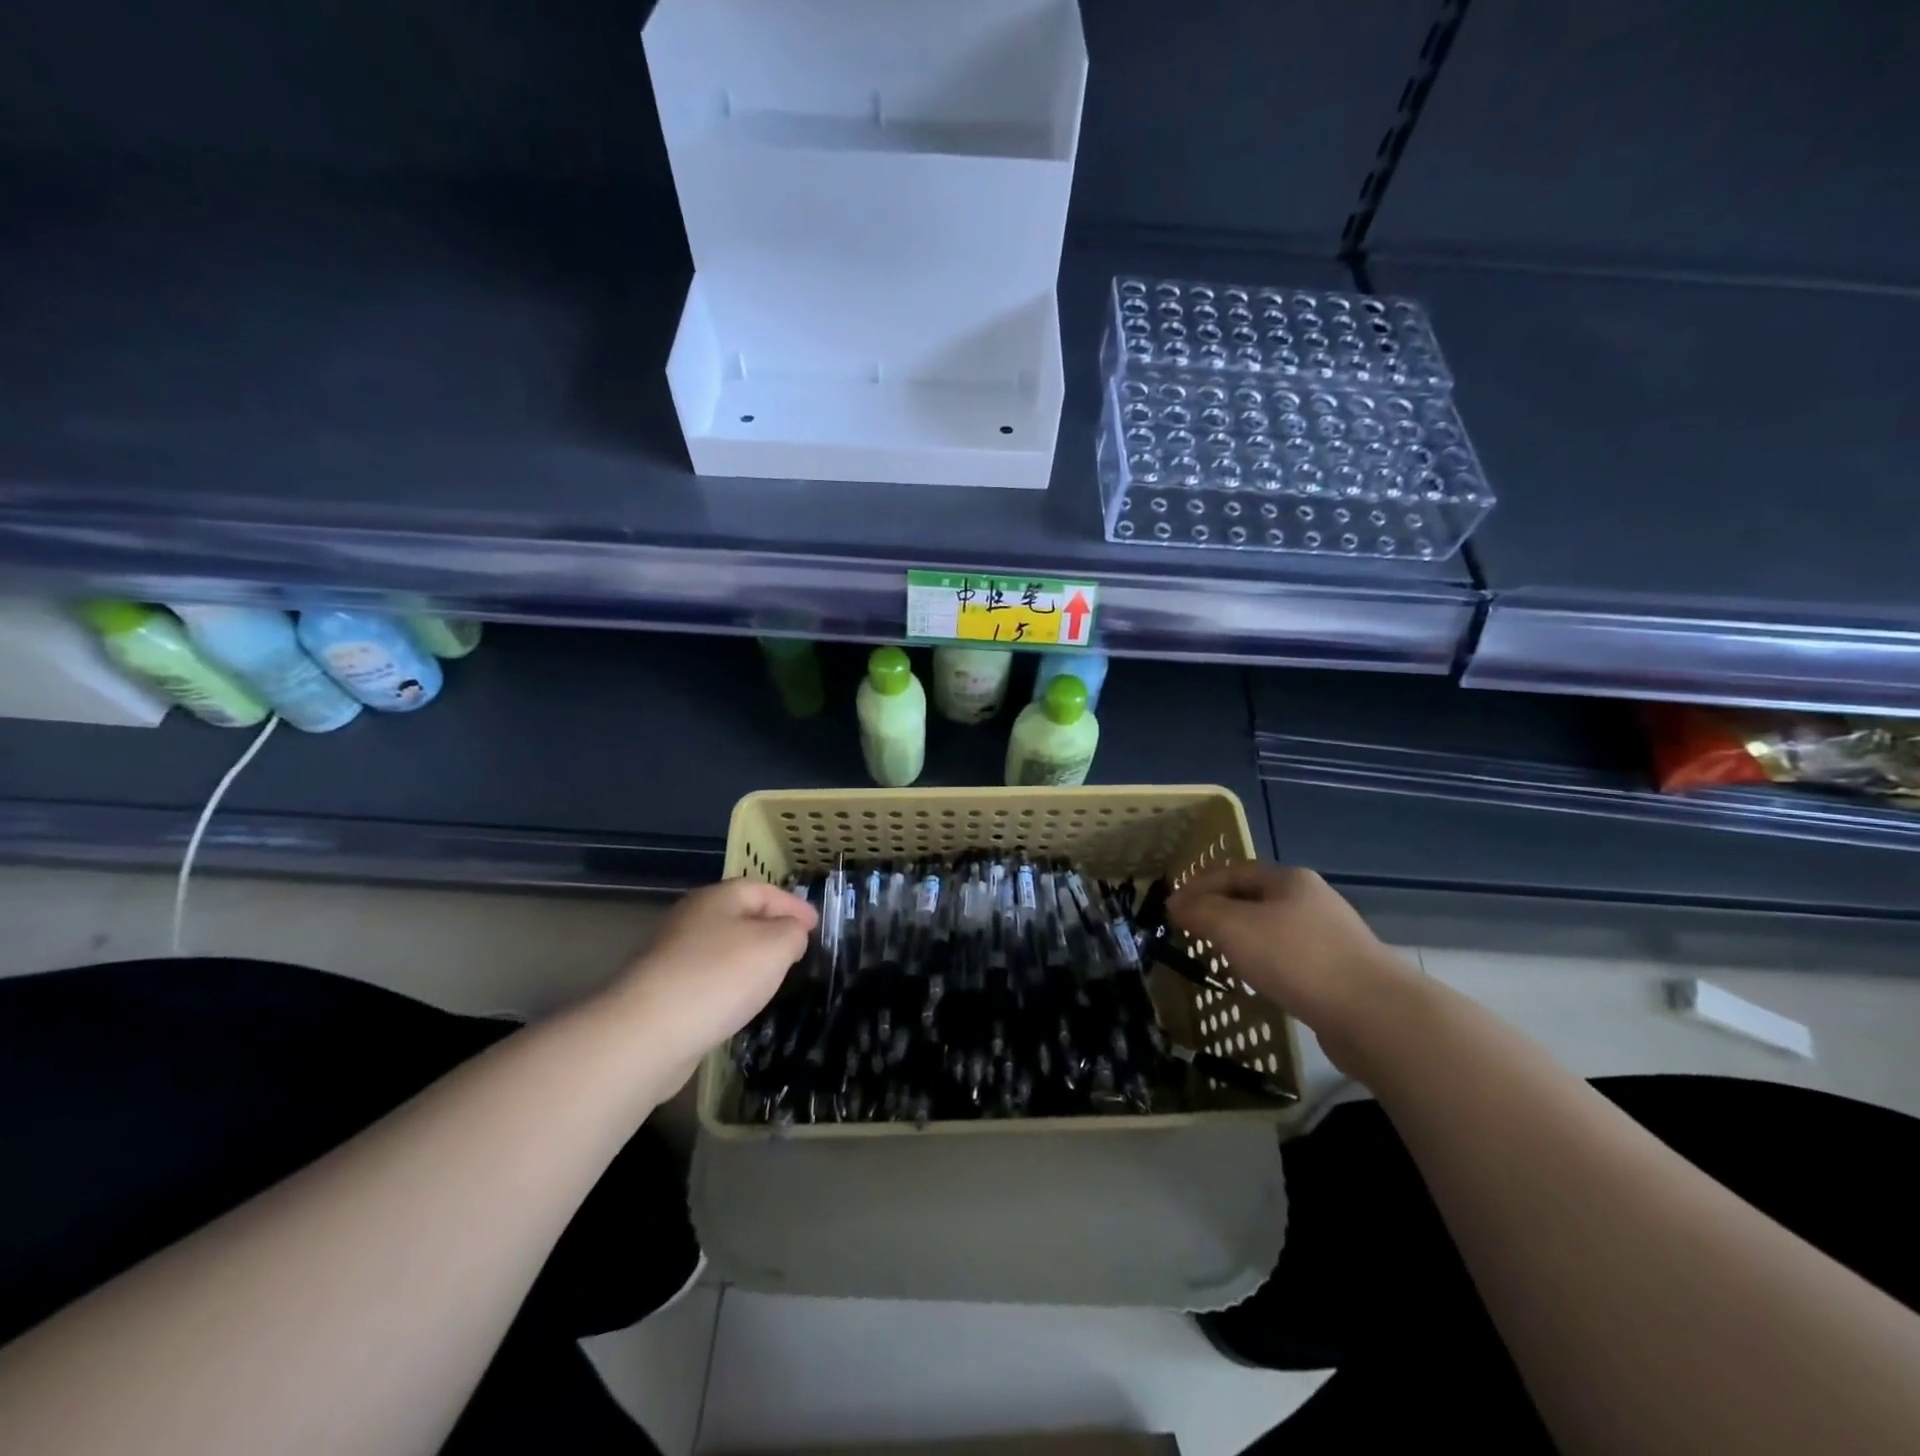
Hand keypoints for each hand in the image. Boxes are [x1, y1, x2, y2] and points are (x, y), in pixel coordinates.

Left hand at [610, 878, 816, 1069]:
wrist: (645, 1034)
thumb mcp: (775, 946)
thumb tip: (791, 934)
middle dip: (771, 929)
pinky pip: (707, 977)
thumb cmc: (718, 978)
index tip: (816, 927)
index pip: (763, 889)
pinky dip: (728, 984)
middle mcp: (692, 918)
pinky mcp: (661, 990)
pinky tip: (738, 1004)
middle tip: (797, 950)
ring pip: (723, 947)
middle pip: (740, 915)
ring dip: (749, 958)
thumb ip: (793, 933)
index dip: (793, 905)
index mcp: (718, 898)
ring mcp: (672, 955)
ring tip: (773, 978)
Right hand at [1168, 862, 1420, 1073]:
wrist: (1374, 1015)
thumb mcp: (1234, 927)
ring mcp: (1330, 936)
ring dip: (1241, 938)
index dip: (1198, 885)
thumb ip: (1199, 911)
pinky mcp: (1339, 971)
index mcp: (1288, 879)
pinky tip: (1257, 980)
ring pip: (1271, 928)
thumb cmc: (1297, 959)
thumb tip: (1175, 904)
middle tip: (1190, 930)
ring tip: (1218, 956)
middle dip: (1219, 910)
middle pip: (1253, 897)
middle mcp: (1311, 899)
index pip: (1232, 871)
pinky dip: (1265, 962)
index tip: (1171, 908)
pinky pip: (1289, 957)